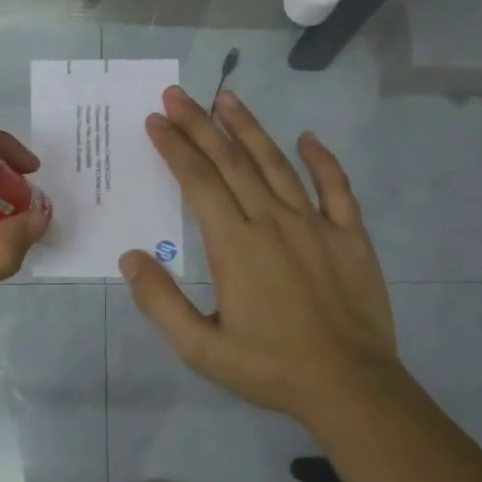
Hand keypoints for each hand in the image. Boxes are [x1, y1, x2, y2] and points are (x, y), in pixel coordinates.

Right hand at [120, 86, 399, 421]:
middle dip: (201, 125)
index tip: (156, 120)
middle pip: (232, 162)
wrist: (350, 386)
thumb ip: (160, 302)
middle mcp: (273, 222)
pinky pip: (337, 187)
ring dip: (250, 129)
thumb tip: (130, 258)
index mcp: (235, 245)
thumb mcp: (200, 349)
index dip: (175, 147)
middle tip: (178, 95)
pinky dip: (322, 160)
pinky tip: (308, 138)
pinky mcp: (351, 236)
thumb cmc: (270, 368)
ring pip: (277, 164)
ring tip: (228, 98)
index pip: (198, 182)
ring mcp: (316, 225)